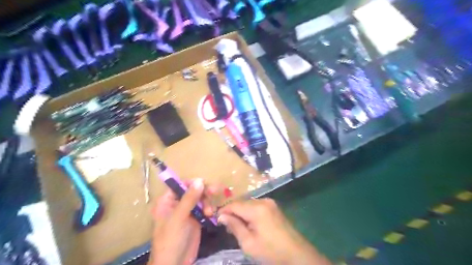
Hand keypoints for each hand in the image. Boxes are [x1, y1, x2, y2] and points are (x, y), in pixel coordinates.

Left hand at [147, 178, 214, 264]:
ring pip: (201, 198)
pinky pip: (205, 208)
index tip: (204, 184)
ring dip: (208, 202)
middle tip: (214, 191)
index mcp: (167, 201)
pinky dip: (210, 209)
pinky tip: (212, 214)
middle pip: (193, 190)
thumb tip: (200, 180)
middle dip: (203, 191)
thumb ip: (189, 199)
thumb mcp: (178, 218)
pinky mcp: (196, 218)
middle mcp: (177, 203)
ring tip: (210, 212)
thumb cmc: (171, 240)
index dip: (192, 183)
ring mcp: (187, 211)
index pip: (180, 185)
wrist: (175, 264)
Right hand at [218, 199, 330, 264]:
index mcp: (257, 208)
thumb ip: (234, 226)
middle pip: (242, 203)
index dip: (224, 211)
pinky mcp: (274, 207)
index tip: (216, 220)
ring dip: (241, 213)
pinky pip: (256, 206)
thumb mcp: (249, 243)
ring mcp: (270, 203)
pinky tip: (249, 224)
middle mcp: (263, 201)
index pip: (234, 204)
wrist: (297, 254)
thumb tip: (222, 216)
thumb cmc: (271, 251)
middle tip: (227, 227)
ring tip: (237, 227)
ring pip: (249, 204)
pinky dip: (250, 213)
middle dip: (233, 213)